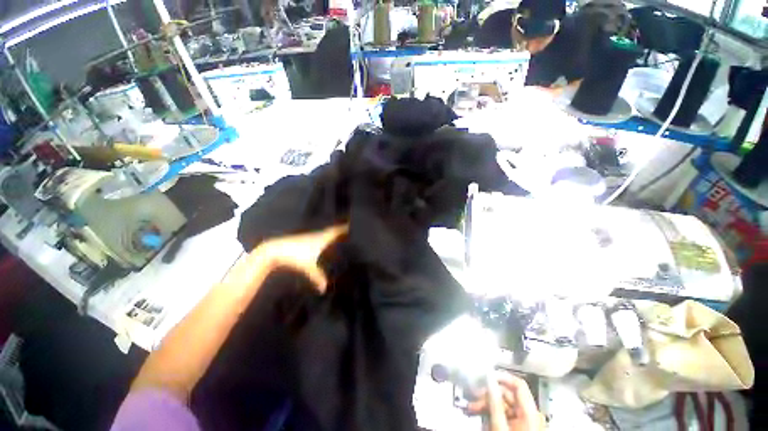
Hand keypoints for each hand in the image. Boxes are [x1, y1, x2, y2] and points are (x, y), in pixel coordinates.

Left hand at [258, 224, 347, 291]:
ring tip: (343, 236)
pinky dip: (327, 237)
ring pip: (327, 233)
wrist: (274, 250)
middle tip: (353, 231)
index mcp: (322, 238)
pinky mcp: (305, 239)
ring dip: (335, 233)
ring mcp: (311, 236)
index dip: (346, 227)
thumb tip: (325, 289)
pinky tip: (326, 243)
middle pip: (334, 230)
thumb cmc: (294, 256)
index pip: (337, 230)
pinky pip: (321, 236)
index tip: (355, 224)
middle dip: (343, 230)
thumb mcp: (308, 268)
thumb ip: (318, 277)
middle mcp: (318, 235)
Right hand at [467, 372, 544, 430]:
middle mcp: (529, 413)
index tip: (485, 376)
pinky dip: (490, 413)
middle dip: (488, 395)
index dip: (502, 377)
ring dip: (485, 404)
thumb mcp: (500, 428)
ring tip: (470, 409)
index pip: (519, 384)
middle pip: (507, 394)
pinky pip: (503, 414)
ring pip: (502, 404)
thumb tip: (489, 380)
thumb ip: (495, 404)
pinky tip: (477, 415)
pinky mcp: (517, 426)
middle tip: (472, 399)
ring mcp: (523, 421)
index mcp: (530, 412)